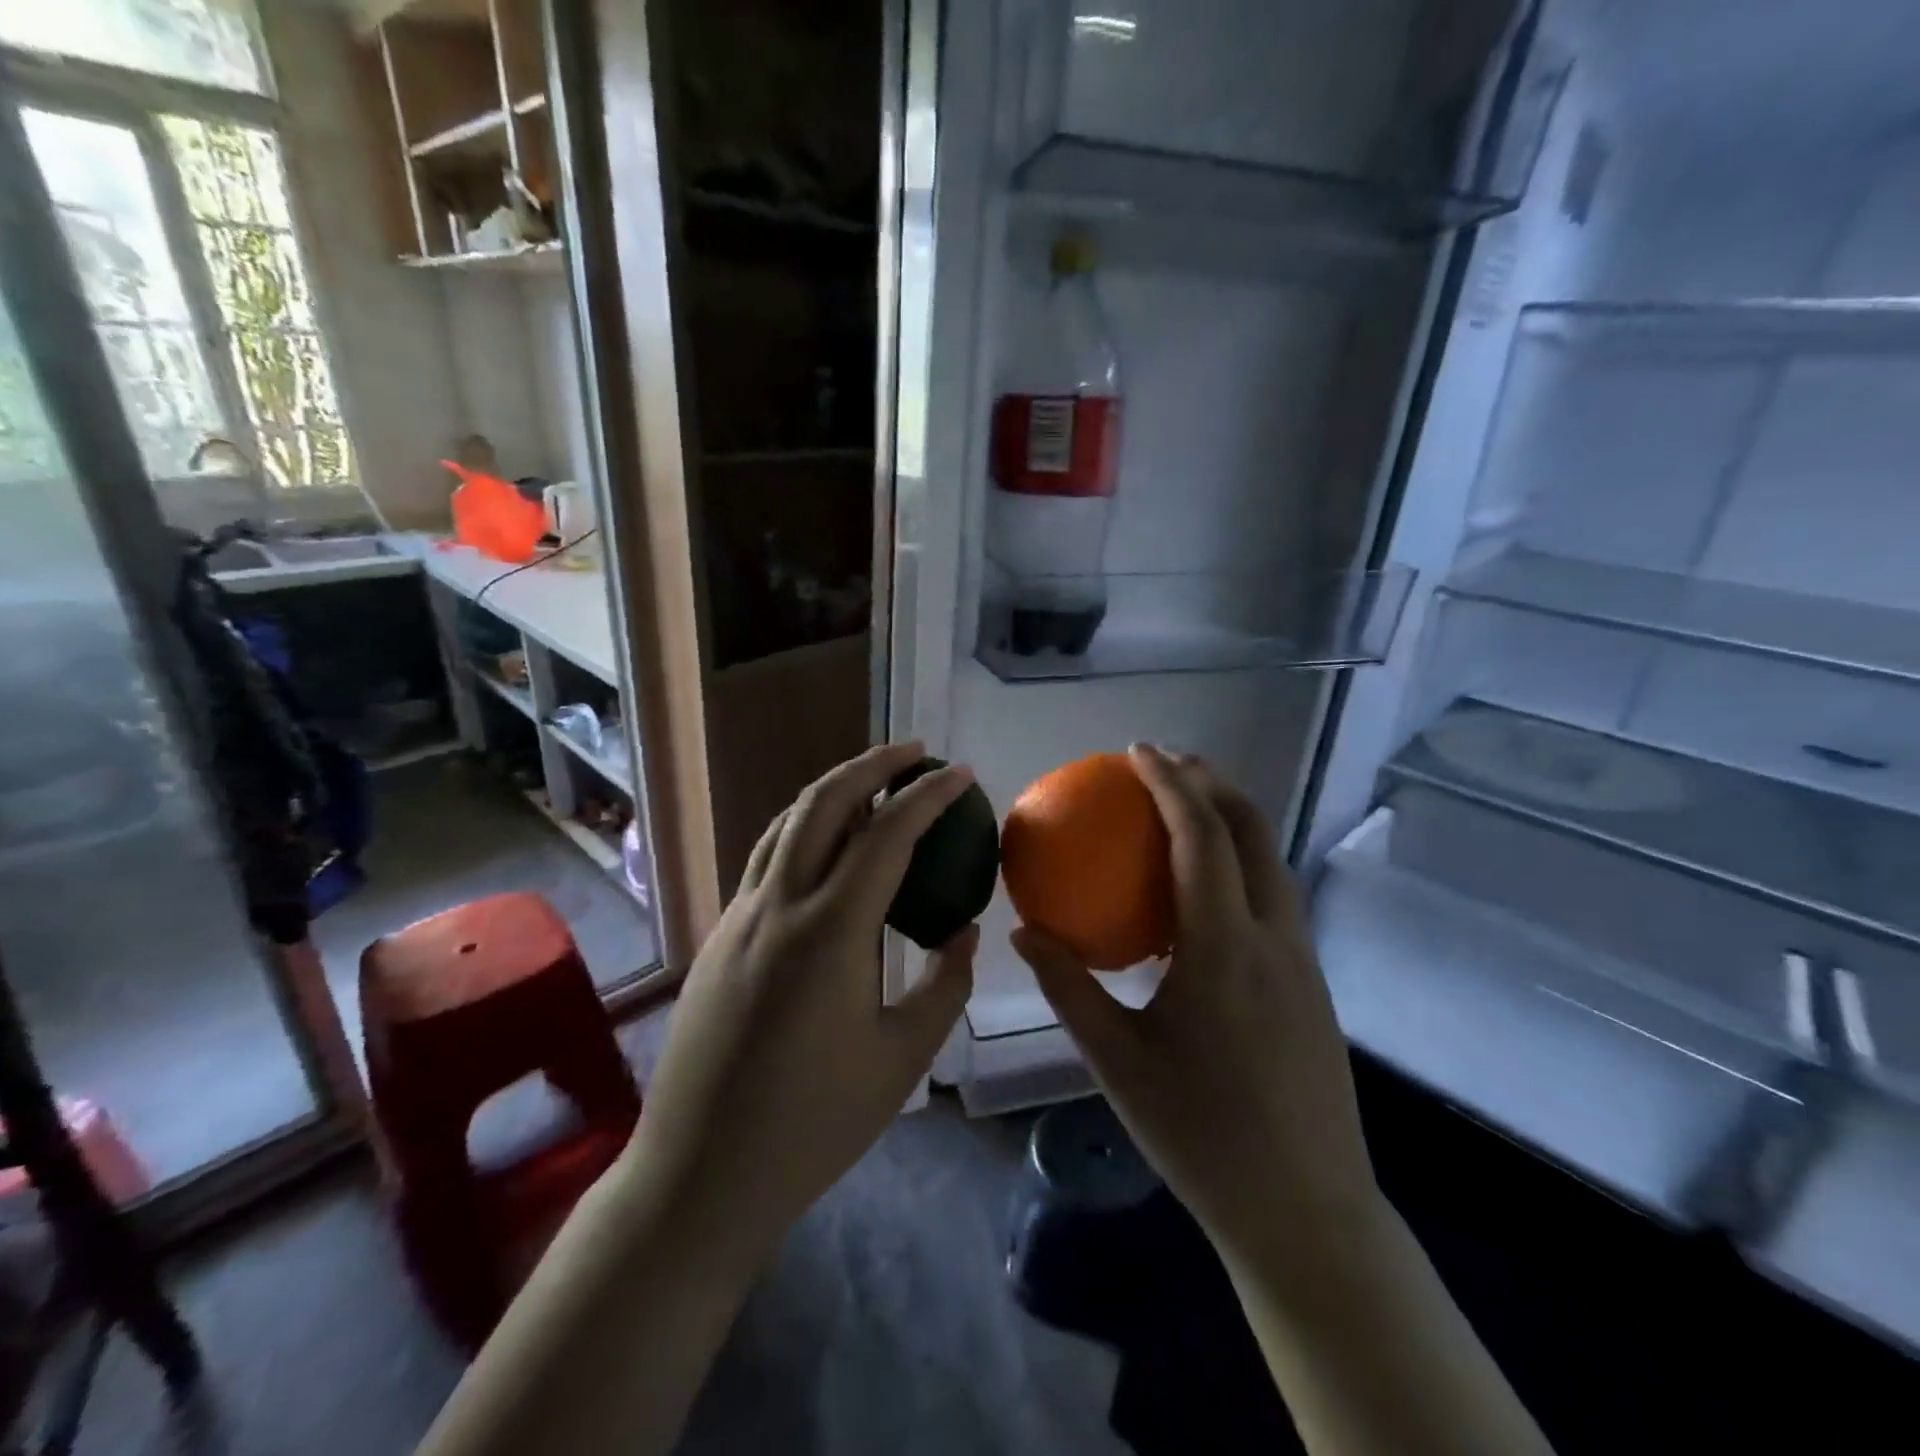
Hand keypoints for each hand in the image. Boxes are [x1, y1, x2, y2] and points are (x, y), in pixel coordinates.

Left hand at [622, 742, 977, 1265]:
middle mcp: (778, 904)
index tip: (960, 774)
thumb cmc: (813, 1122)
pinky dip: (804, 830)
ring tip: (874, 785)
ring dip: (833, 791)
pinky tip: (828, 850)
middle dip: (872, 765)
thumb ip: (944, 984)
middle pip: (823, 803)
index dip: (928, 796)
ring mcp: (739, 916)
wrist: (701, 1172)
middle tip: (914, 752)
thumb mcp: (902, 1057)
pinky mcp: (719, 935)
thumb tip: (963, 931)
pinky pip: (767, 859)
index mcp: (829, 930)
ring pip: (786, 823)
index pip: (887, 834)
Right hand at [1013, 744, 1377, 1265]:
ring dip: (1232, 818)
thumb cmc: (1201, 1135)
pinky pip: (1274, 896)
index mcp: (1224, 949)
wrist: (1305, 1209)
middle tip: (1166, 761)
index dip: (1171, 784)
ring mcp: (1302, 959)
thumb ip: (1069, 987)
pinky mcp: (1313, 982)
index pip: (1201, 838)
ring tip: (1187, 806)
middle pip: (1252, 831)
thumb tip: (1025, 932)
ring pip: (1272, 861)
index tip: (1137, 752)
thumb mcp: (1117, 1062)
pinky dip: (1241, 862)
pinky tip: (1206, 890)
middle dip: (1212, 782)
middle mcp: (1273, 938)